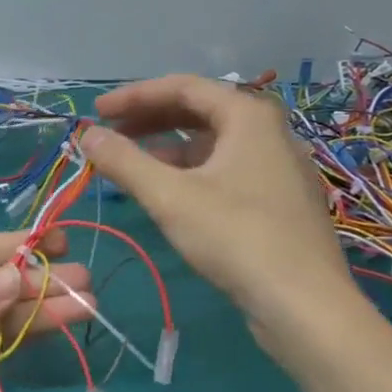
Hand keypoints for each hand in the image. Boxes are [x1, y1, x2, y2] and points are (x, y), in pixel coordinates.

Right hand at [79, 75, 355, 332]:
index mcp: (248, 117)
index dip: (135, 96)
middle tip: (110, 135)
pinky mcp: (277, 200)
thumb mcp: (169, 196)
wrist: (304, 304)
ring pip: (212, 143)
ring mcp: (277, 167)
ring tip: (130, 166)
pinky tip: (167, 194)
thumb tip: (87, 135)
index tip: (97, 113)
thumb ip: (124, 161)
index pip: (183, 87)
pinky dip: (189, 171)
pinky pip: (224, 169)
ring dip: (166, 148)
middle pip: (199, 111)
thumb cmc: (236, 237)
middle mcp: (268, 132)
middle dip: (149, 120)